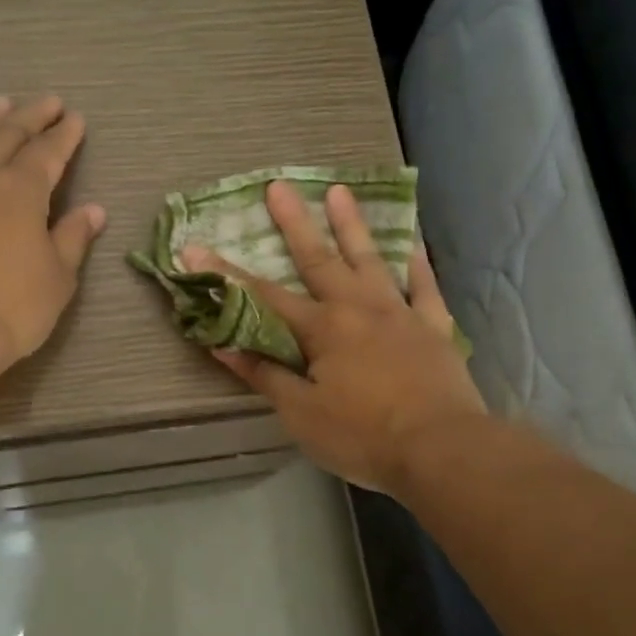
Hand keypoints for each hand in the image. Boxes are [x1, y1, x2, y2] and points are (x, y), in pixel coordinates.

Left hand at [0, 96, 105, 425]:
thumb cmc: (12, 306)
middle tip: (47, 102)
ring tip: (1, 105)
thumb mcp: (58, 276)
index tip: (76, 118)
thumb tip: (92, 210)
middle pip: (8, 138)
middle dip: (31, 118)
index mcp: (22, 191)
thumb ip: (73, 238)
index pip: (48, 154)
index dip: (64, 136)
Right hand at [182, 181, 483, 494]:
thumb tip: (222, 342)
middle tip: (279, 185)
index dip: (226, 275)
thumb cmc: (362, 436)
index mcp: (322, 329)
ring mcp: (401, 314)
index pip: (262, 297)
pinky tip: (413, 244)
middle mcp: (359, 309)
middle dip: (294, 224)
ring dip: (352, 226)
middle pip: (319, 260)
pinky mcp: (434, 329)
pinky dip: (418, 264)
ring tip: (340, 190)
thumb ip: (264, 374)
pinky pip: (425, 288)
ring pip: (372, 261)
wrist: (441, 450)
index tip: (195, 249)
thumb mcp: (301, 413)